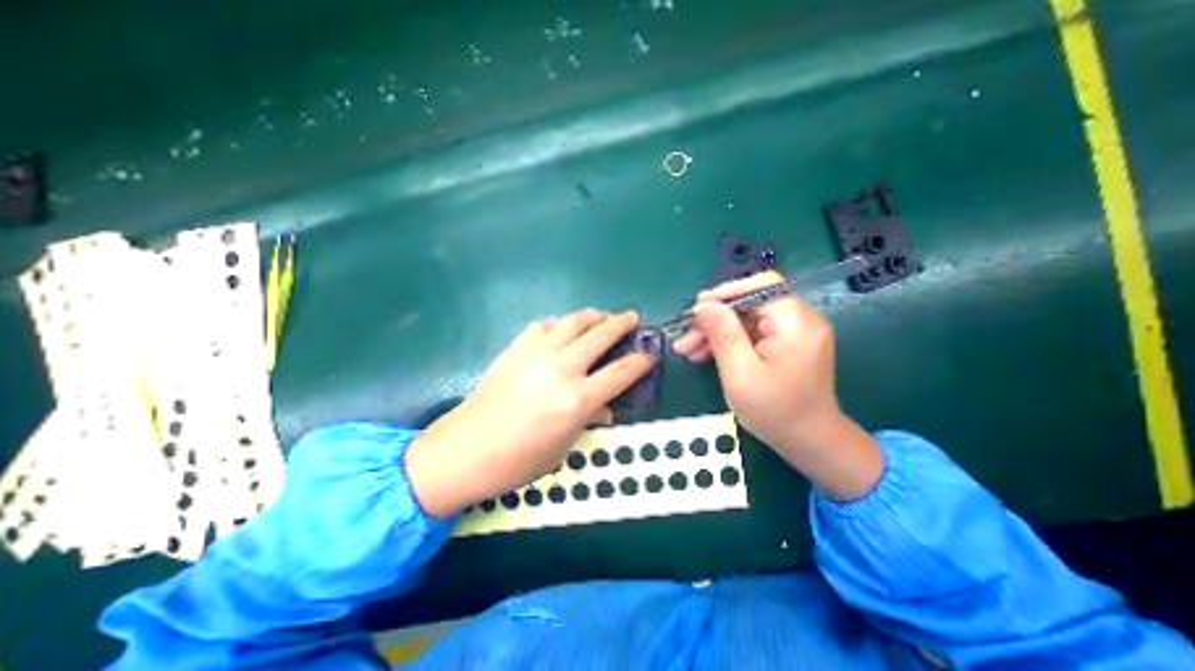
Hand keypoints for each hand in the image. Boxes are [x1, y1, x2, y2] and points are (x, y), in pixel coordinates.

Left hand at [410, 307, 652, 515]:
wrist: (466, 448)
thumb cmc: (517, 460)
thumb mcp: (562, 448)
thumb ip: (588, 420)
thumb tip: (604, 408)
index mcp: (578, 399)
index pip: (620, 373)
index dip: (640, 362)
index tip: (649, 355)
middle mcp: (562, 369)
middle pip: (600, 336)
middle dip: (621, 324)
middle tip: (631, 318)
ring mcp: (537, 354)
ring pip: (573, 322)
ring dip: (592, 316)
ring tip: (601, 315)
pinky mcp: (517, 348)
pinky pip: (544, 326)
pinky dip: (559, 324)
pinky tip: (562, 328)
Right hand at [677, 269, 880, 498]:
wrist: (809, 442)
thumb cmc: (775, 412)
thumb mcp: (741, 374)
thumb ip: (723, 335)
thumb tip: (703, 305)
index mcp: (795, 323)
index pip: (762, 286)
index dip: (726, 293)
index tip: (697, 309)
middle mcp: (800, 320)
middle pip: (749, 304)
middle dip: (714, 319)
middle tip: (685, 337)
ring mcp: (793, 333)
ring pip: (746, 319)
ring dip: (716, 331)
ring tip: (688, 349)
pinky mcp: (785, 344)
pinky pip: (751, 333)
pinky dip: (728, 341)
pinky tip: (704, 354)